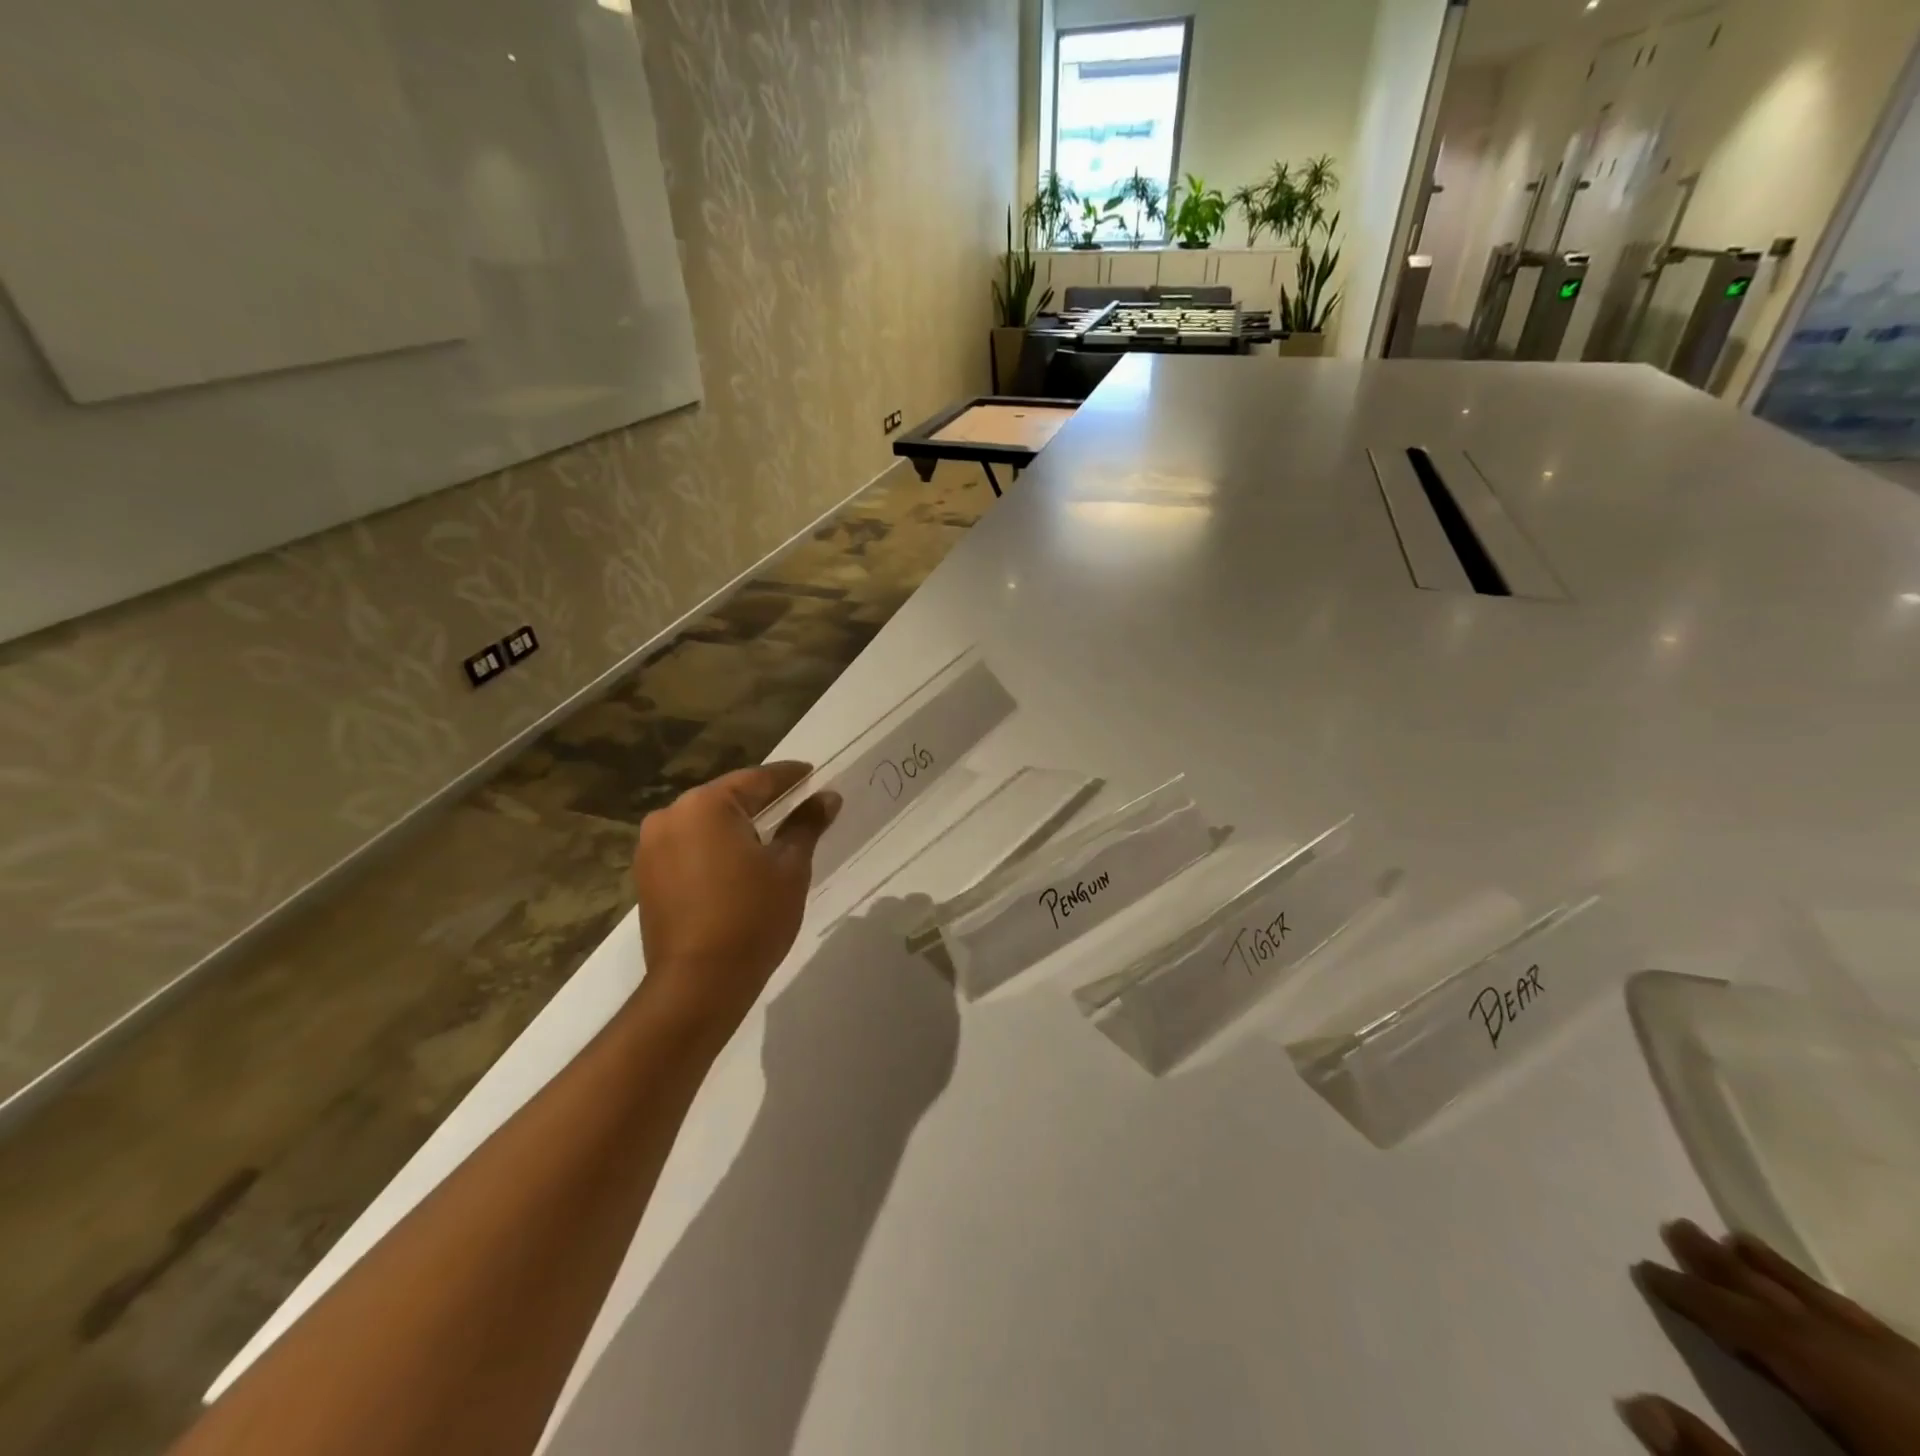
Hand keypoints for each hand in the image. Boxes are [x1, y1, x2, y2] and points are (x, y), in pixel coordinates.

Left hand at [631, 763, 839, 1043]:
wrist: (698, 984)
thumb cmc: (752, 917)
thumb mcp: (790, 867)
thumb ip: (807, 824)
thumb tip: (828, 797)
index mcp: (706, 805)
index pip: (757, 780)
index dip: (789, 776)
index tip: (812, 773)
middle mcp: (671, 815)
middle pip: (727, 798)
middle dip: (761, 799)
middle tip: (796, 801)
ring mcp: (652, 846)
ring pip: (705, 822)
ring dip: (736, 824)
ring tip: (770, 833)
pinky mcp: (647, 875)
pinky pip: (688, 845)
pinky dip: (714, 846)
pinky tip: (738, 860)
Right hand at [1620, 1219, 1919, 1455]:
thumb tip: (1640, 1405)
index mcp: (1858, 1398)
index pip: (1759, 1330)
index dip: (1697, 1298)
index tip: (1648, 1269)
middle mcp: (1897, 1381)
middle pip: (1802, 1313)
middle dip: (1735, 1271)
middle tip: (1678, 1226)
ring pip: (1849, 1320)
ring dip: (1787, 1279)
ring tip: (1740, 1240)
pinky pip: (1891, 1342)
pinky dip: (1843, 1314)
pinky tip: (1831, 1307)